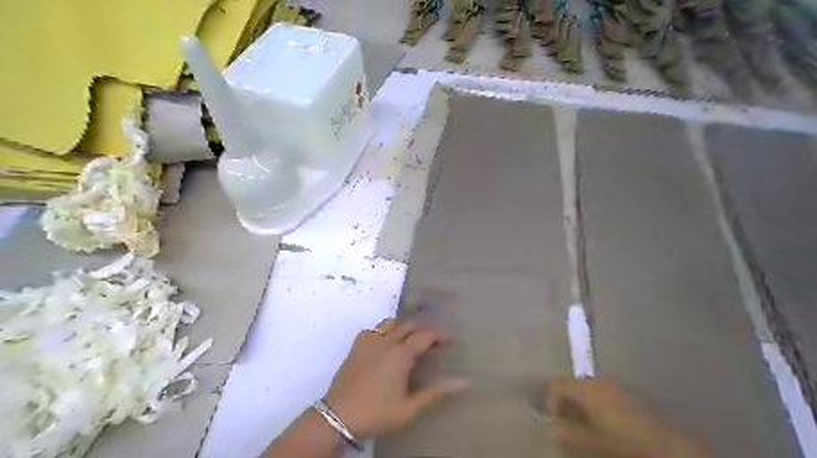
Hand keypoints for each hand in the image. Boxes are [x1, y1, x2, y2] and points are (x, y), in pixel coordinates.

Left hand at [322, 319, 468, 440]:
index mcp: (401, 355)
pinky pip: (373, 329)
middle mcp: (386, 342)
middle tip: (432, 339)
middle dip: (423, 329)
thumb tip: (463, 382)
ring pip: (390, 323)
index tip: (449, 339)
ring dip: (403, 326)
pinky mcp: (356, 345)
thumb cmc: (377, 413)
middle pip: (409, 326)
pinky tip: (385, 341)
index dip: (439, 336)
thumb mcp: (410, 408)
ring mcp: (369, 341)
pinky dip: (383, 330)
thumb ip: (436, 392)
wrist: (339, 415)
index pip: (424, 336)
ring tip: (410, 336)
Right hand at [540, 377, 715, 457]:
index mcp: (586, 389)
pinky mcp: (628, 394)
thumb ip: (570, 436)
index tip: (554, 422)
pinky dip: (594, 402)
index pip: (556, 385)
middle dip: (564, 400)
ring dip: (579, 401)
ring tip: (581, 422)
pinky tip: (601, 421)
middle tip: (564, 421)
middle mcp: (597, 380)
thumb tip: (553, 430)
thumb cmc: (626, 444)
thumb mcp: (593, 443)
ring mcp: (614, 385)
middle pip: (571, 383)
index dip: (550, 401)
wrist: (672, 449)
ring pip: (586, 387)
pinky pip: (601, 391)